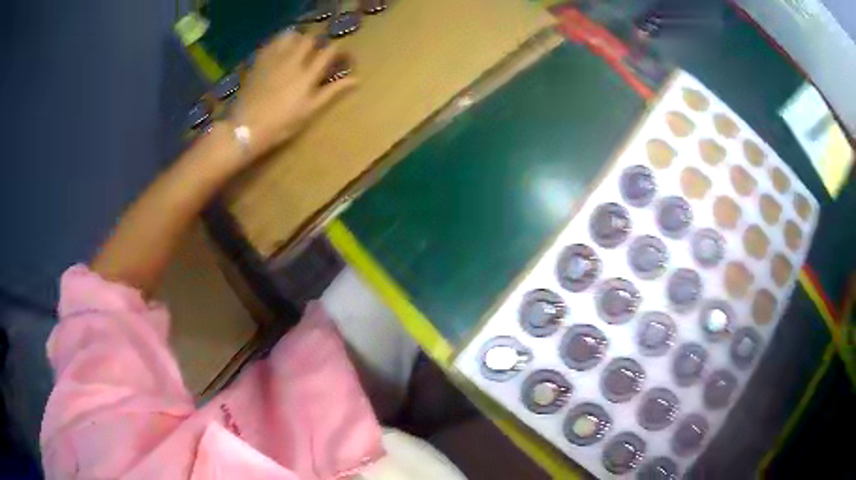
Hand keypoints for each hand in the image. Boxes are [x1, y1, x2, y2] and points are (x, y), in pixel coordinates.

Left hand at [235, 30, 356, 160]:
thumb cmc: (281, 124)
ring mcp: (274, 59)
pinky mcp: (259, 61)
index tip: (339, 57)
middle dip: (316, 43)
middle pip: (310, 39)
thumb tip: (356, 80)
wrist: (246, 127)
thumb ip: (332, 91)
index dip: (337, 51)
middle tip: (315, 53)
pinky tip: (279, 52)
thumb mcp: (310, 110)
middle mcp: (293, 61)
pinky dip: (279, 43)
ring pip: (290, 36)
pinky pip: (272, 43)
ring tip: (297, 48)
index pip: (329, 52)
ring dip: (297, 39)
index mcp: (308, 74)